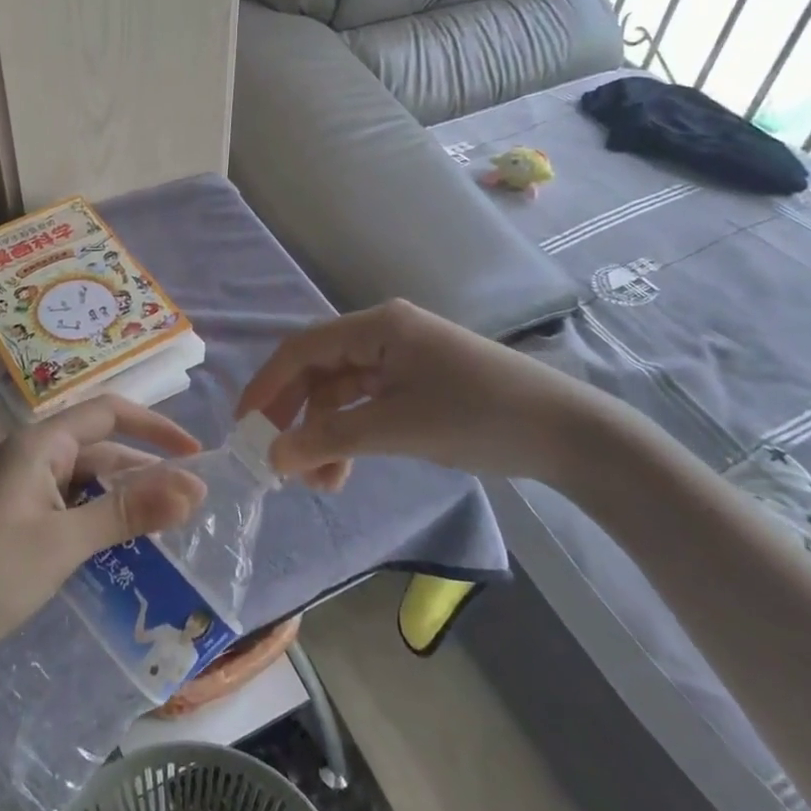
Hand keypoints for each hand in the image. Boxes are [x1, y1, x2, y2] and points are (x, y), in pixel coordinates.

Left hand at [0, 396, 206, 672]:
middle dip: (146, 470)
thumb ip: (129, 512)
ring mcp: (21, 486)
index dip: (156, 427)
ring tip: (167, 523)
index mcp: (41, 444)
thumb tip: (195, 488)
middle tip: (191, 502)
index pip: (110, 413)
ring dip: (124, 496)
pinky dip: (98, 515)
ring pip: (86, 479)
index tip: (197, 453)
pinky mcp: (16, 516)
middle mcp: (33, 455)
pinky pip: (69, 503)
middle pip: (101, 447)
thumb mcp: (65, 542)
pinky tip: (121, 542)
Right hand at [236, 299, 612, 490]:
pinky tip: (344, 470)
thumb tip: (273, 457)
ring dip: (324, 434)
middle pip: (318, 371)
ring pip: (341, 393)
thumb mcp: (397, 427)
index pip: (302, 349)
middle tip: (278, 464)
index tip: (244, 428)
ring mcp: (401, 359)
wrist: (567, 432)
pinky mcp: (416, 383)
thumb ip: (330, 439)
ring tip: (318, 483)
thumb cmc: (478, 416)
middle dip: (296, 418)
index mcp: (377, 327)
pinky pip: (367, 406)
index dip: (267, 386)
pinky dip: (351, 435)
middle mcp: (383, 334)